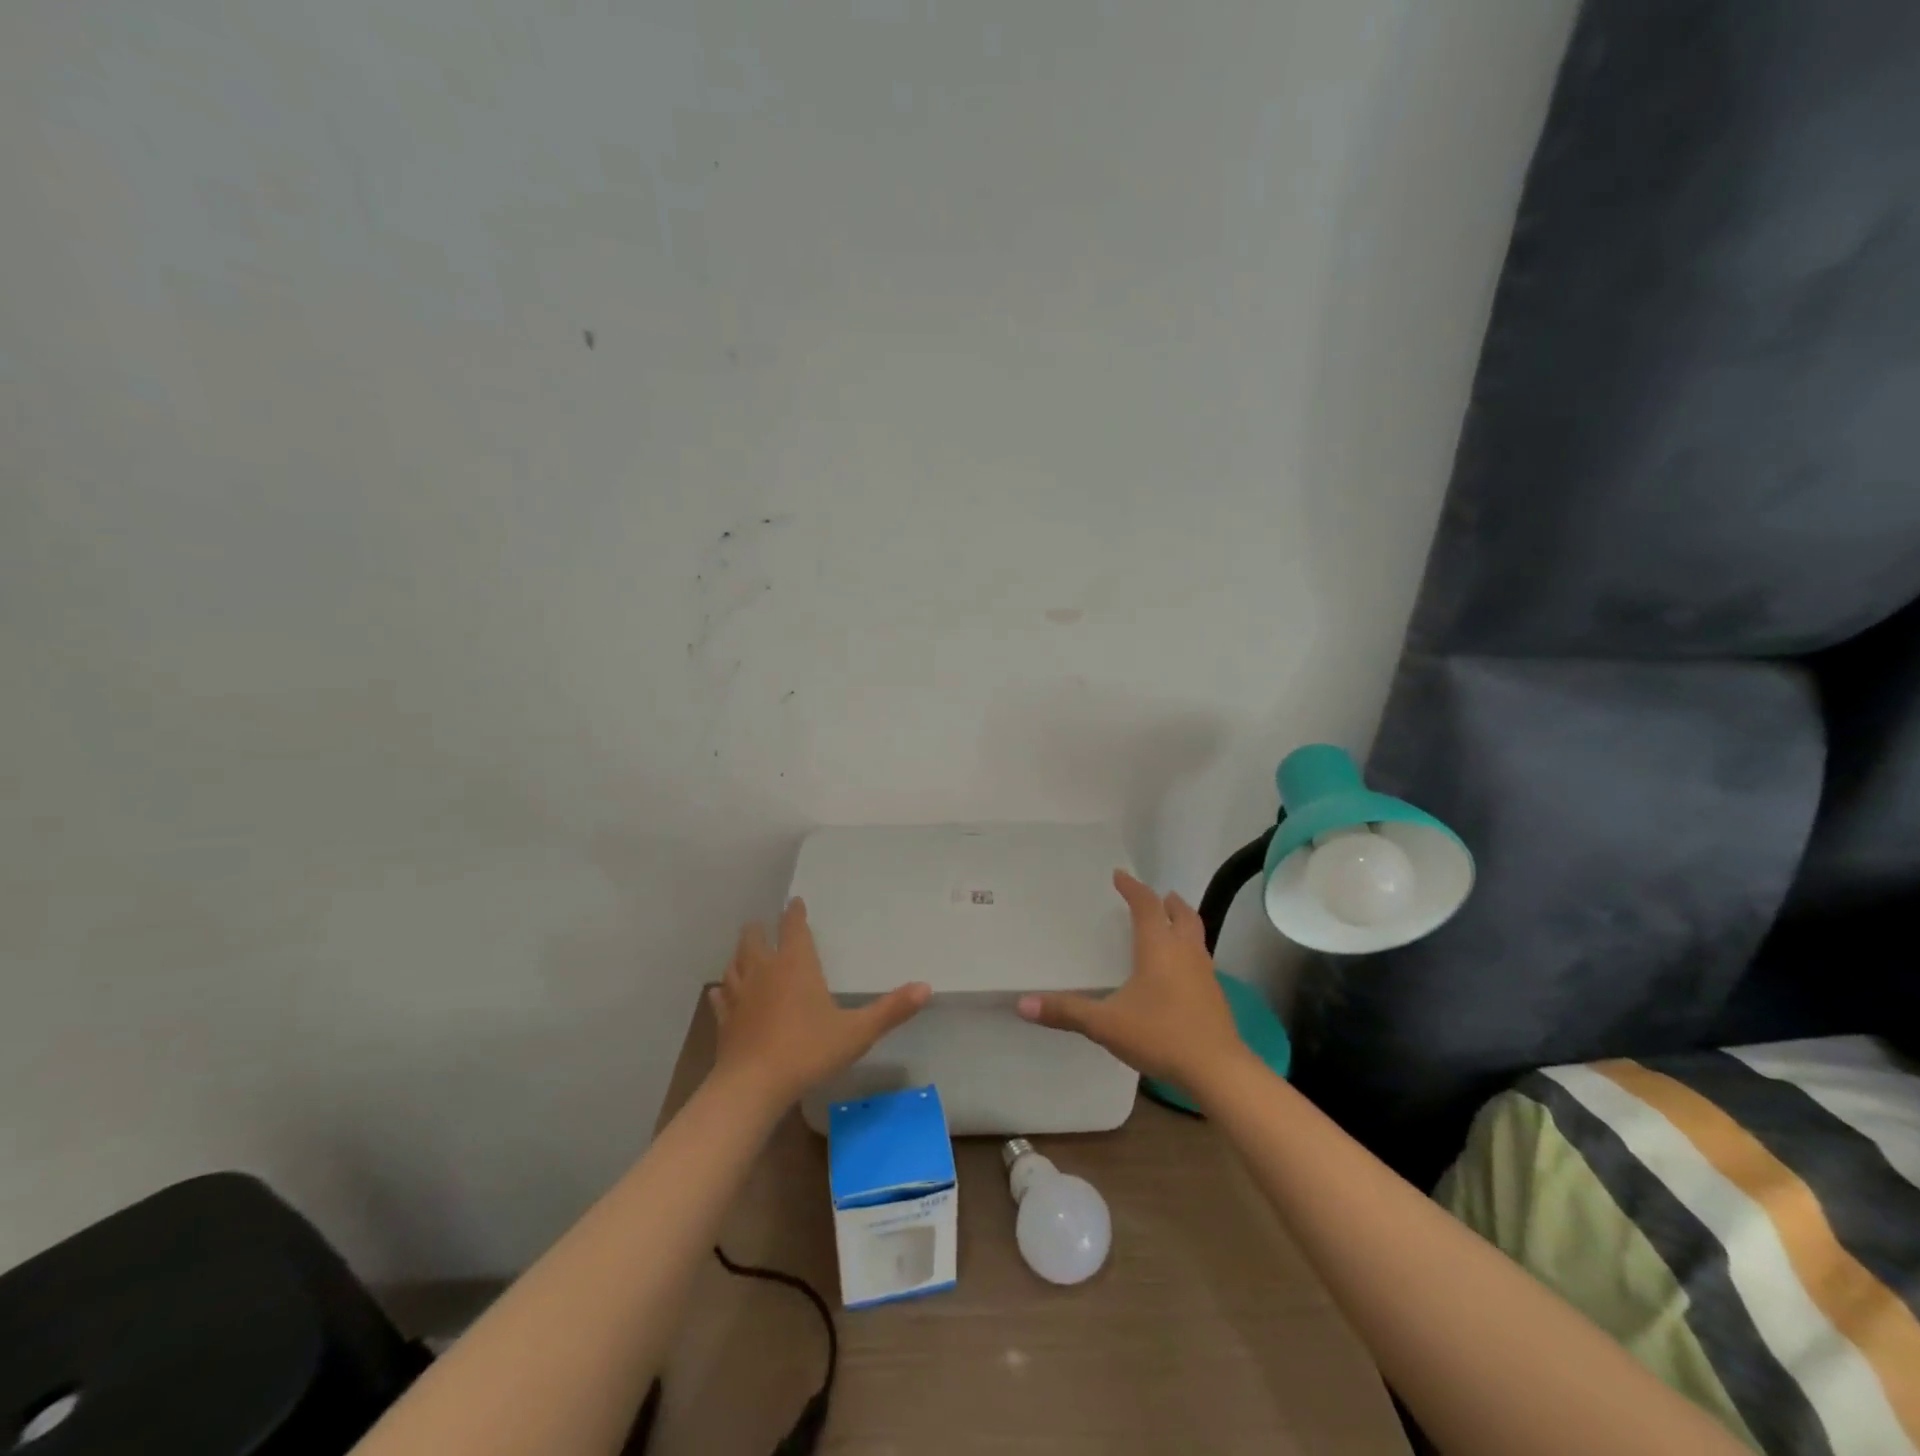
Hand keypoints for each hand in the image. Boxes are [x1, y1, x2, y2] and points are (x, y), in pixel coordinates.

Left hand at [709, 898, 931, 1107]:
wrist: (752, 1087)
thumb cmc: (807, 1051)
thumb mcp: (857, 1032)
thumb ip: (891, 1010)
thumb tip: (926, 987)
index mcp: (795, 964)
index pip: (792, 927)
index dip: (794, 913)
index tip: (794, 902)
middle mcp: (764, 971)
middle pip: (754, 939)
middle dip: (760, 929)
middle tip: (764, 925)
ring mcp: (739, 995)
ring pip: (734, 964)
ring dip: (740, 956)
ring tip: (745, 953)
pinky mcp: (724, 1021)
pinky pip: (721, 997)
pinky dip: (723, 991)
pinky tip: (722, 993)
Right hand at [1017, 869, 1248, 1092]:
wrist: (1218, 1070)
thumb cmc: (1160, 1035)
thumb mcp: (1106, 1024)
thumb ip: (1066, 1012)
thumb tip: (1023, 1004)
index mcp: (1159, 947)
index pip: (1146, 905)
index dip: (1132, 888)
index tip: (1120, 875)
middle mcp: (1185, 952)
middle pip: (1182, 914)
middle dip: (1168, 902)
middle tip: (1158, 895)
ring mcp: (1205, 973)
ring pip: (1195, 936)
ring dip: (1182, 924)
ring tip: (1169, 926)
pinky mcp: (1215, 996)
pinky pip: (1200, 960)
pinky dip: (1188, 953)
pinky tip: (1178, 973)